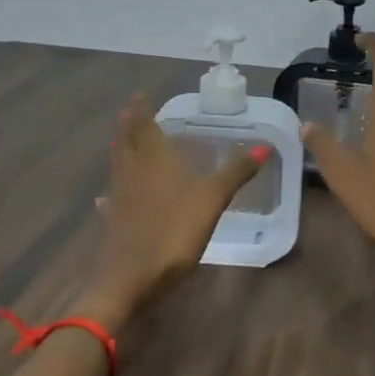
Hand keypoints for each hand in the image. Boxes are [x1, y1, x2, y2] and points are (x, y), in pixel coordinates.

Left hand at [86, 94, 267, 318]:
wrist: (131, 279)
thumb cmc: (174, 232)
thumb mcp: (212, 199)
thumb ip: (236, 172)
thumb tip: (264, 146)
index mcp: (154, 160)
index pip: (144, 127)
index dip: (141, 110)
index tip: (138, 95)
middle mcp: (133, 173)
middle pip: (126, 143)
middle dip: (128, 126)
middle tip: (130, 113)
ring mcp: (120, 198)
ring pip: (118, 166)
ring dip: (121, 151)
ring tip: (122, 142)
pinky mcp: (115, 222)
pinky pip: (114, 197)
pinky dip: (115, 189)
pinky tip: (110, 196)